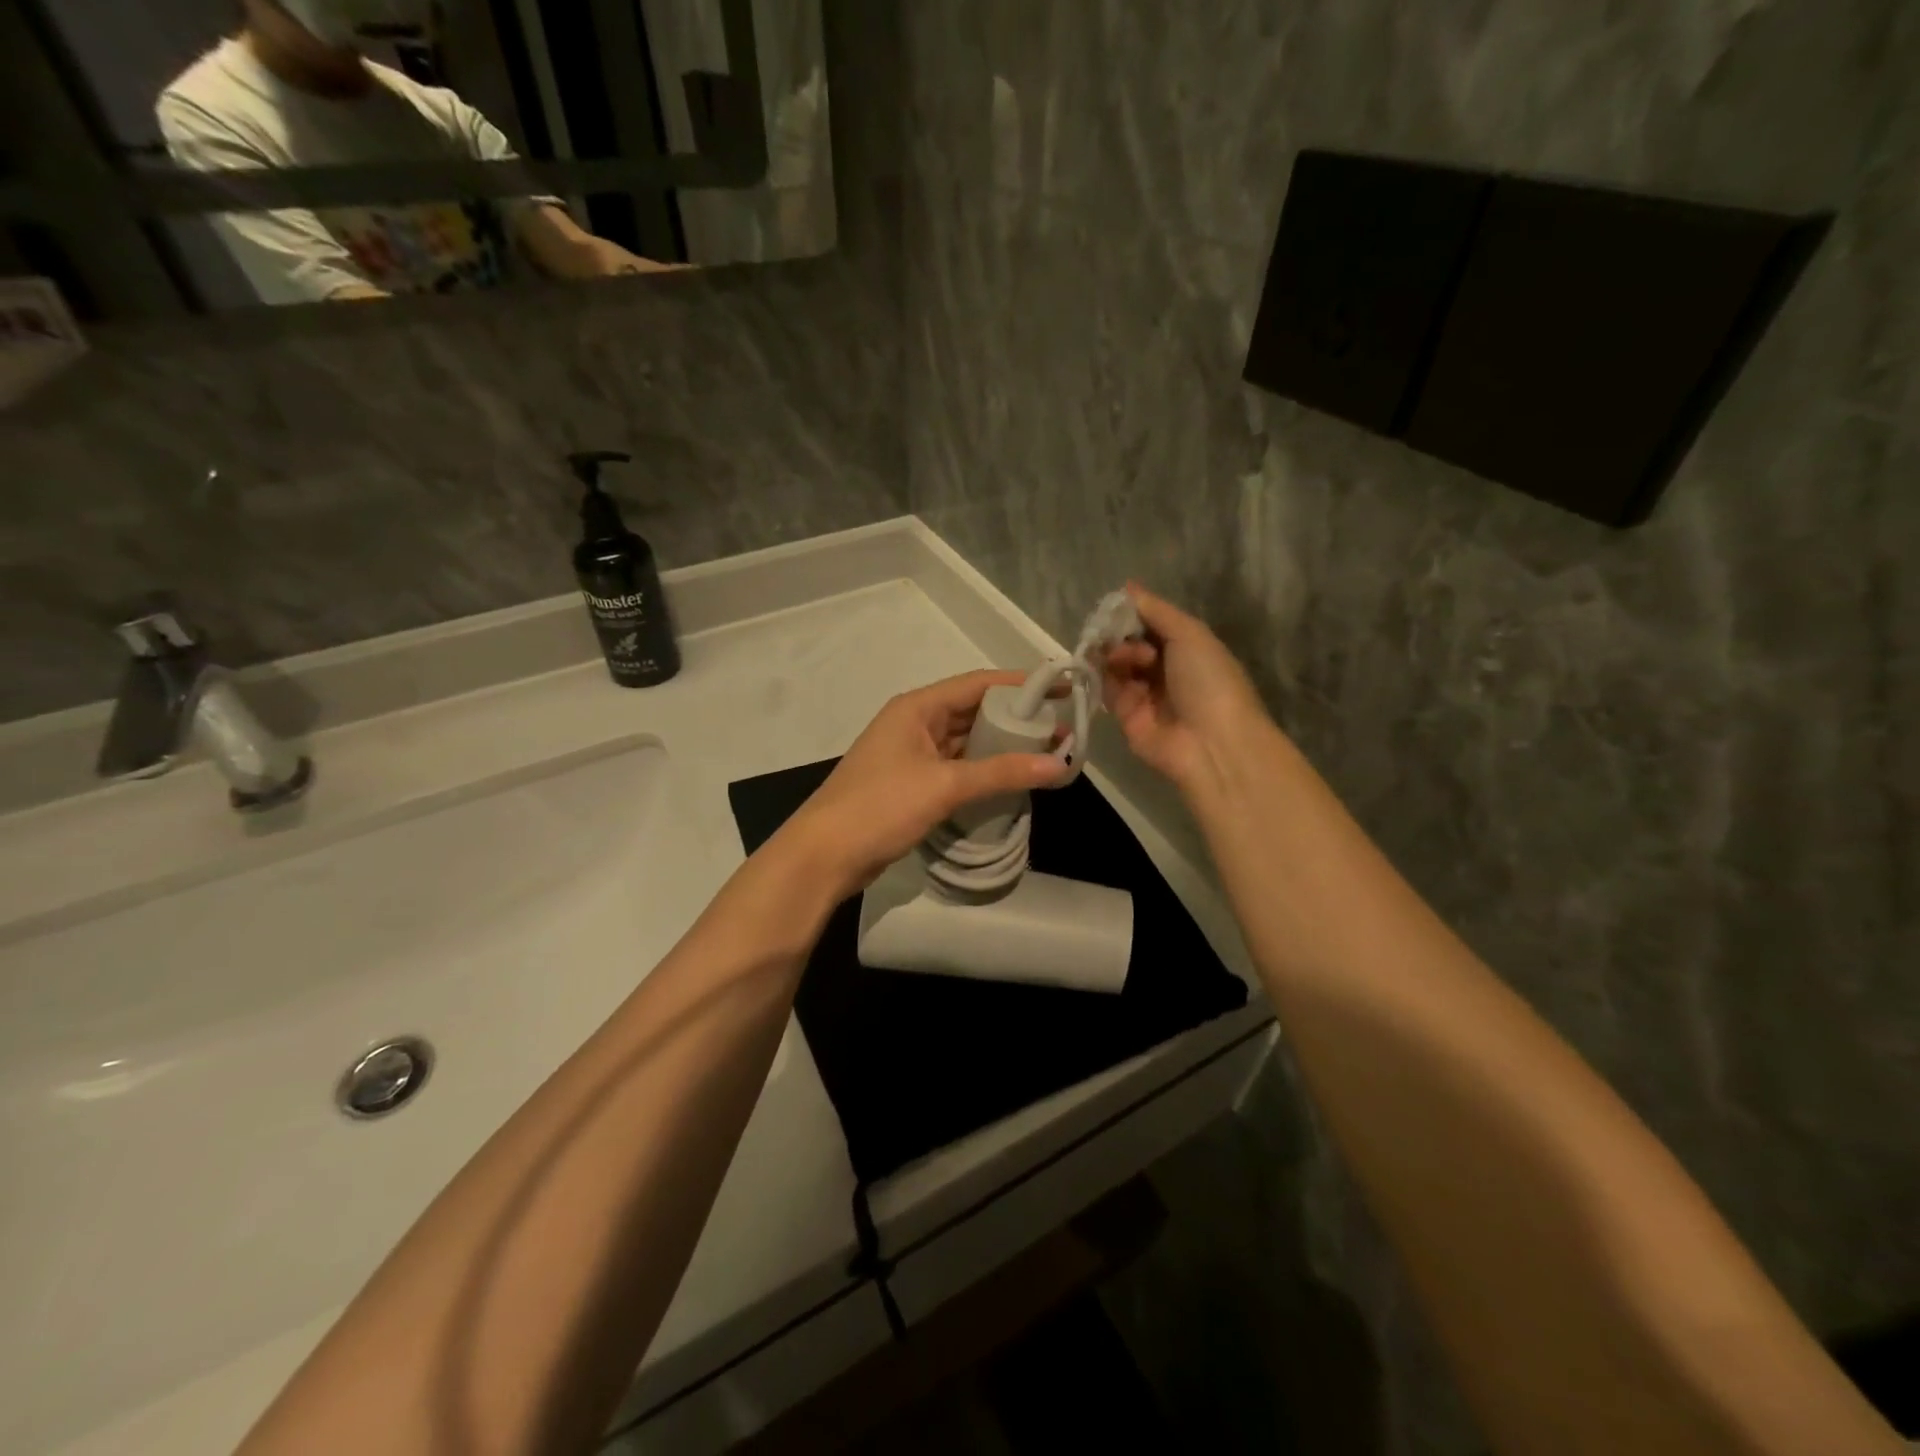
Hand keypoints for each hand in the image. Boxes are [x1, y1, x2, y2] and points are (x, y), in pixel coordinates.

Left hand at [776, 670, 1066, 898]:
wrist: (824, 856)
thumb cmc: (880, 807)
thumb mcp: (944, 785)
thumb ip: (1001, 772)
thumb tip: (1059, 764)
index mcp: (917, 707)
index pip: (978, 683)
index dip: (1021, 684)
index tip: (1062, 689)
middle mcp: (913, 723)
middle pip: (972, 711)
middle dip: (1015, 719)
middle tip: (1060, 731)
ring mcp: (910, 754)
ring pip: (964, 741)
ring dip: (1000, 747)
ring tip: (1044, 755)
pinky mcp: (910, 784)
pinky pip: (955, 767)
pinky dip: (981, 770)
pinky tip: (1009, 780)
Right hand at [1103, 583, 1271, 792]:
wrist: (1211, 744)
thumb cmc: (1209, 681)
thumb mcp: (1190, 634)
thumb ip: (1156, 611)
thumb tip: (1127, 587)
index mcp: (1188, 649)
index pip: (1152, 624)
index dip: (1134, 613)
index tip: (1117, 605)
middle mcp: (1165, 670)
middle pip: (1131, 642)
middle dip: (1120, 633)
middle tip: (1118, 634)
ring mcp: (1144, 693)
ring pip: (1116, 663)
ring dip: (1115, 652)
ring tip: (1123, 656)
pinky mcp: (1125, 715)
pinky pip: (1107, 688)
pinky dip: (1102, 674)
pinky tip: (1104, 665)